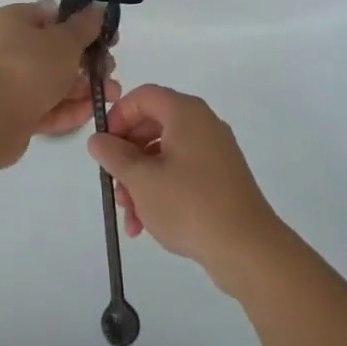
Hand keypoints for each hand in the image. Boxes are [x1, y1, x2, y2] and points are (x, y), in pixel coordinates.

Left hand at [0, 0, 117, 163]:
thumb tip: (96, 8)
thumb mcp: (65, 40)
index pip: (52, 16)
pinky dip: (68, 108)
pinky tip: (91, 112)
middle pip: (56, 51)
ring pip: (54, 80)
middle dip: (87, 62)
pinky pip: (46, 105)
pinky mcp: (15, 111)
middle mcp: (10, 47)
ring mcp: (12, 80)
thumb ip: (85, 25)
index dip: (82, 25)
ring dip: (83, 87)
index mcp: (16, 20)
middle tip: (110, 69)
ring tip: (111, 95)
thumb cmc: (31, 66)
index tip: (106, 37)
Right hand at [87, 85, 286, 290]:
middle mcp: (202, 123)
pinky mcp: (221, 178)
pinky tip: (148, 224)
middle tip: (114, 186)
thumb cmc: (190, 205)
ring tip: (130, 217)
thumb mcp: (142, 180)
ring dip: (141, 181)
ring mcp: (214, 151)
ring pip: (165, 154)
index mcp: (185, 112)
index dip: (119, 117)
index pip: (143, 96)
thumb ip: (115, 156)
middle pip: (152, 125)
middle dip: (127, 157)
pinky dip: (162, 190)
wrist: (248, 249)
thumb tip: (98, 139)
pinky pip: (182, 172)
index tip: (104, 147)